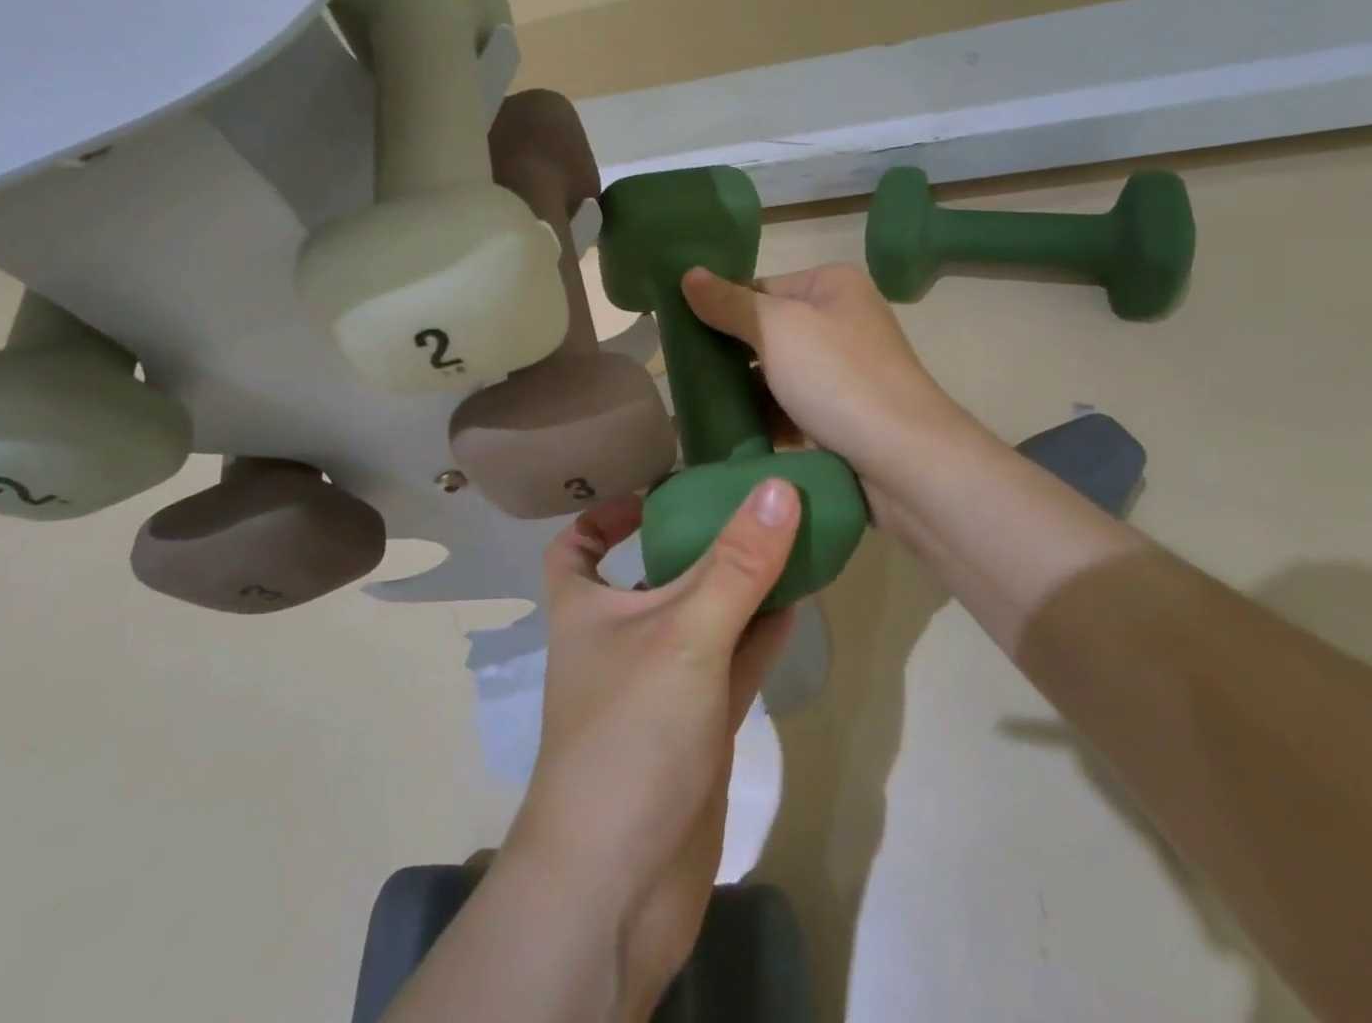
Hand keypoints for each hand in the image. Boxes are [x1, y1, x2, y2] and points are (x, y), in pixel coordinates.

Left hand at [505, 485, 799, 1015]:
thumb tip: (777, 487)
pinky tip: (795, 605)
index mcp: (586, 607)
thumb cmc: (630, 733)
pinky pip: (730, 664)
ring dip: (738, 587)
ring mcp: (661, 685)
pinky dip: (758, 635)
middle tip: (747, 505)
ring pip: (702, 619)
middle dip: (694, 542)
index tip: (651, 493)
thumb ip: (736, 564)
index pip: (577, 546)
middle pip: (653, 574)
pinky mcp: (696, 727)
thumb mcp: (683, 633)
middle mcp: (620, 639)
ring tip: (785, 541)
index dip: (603, 515)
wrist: (620, 883)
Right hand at [681, 265, 977, 490]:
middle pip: (767, 331)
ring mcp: (844, 371)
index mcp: (832, 286)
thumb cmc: (838, 378)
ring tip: (695, 404)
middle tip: (682, 373)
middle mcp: (842, 321)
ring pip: (776, 373)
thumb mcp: (776, 329)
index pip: (758, 287)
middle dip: (728, 353)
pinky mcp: (842, 414)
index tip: (679, 334)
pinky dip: (765, 416)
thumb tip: (688, 274)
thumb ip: (729, 303)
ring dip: (742, 389)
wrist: (904, 461)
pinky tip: (728, 430)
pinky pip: (791, 407)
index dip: (719, 308)